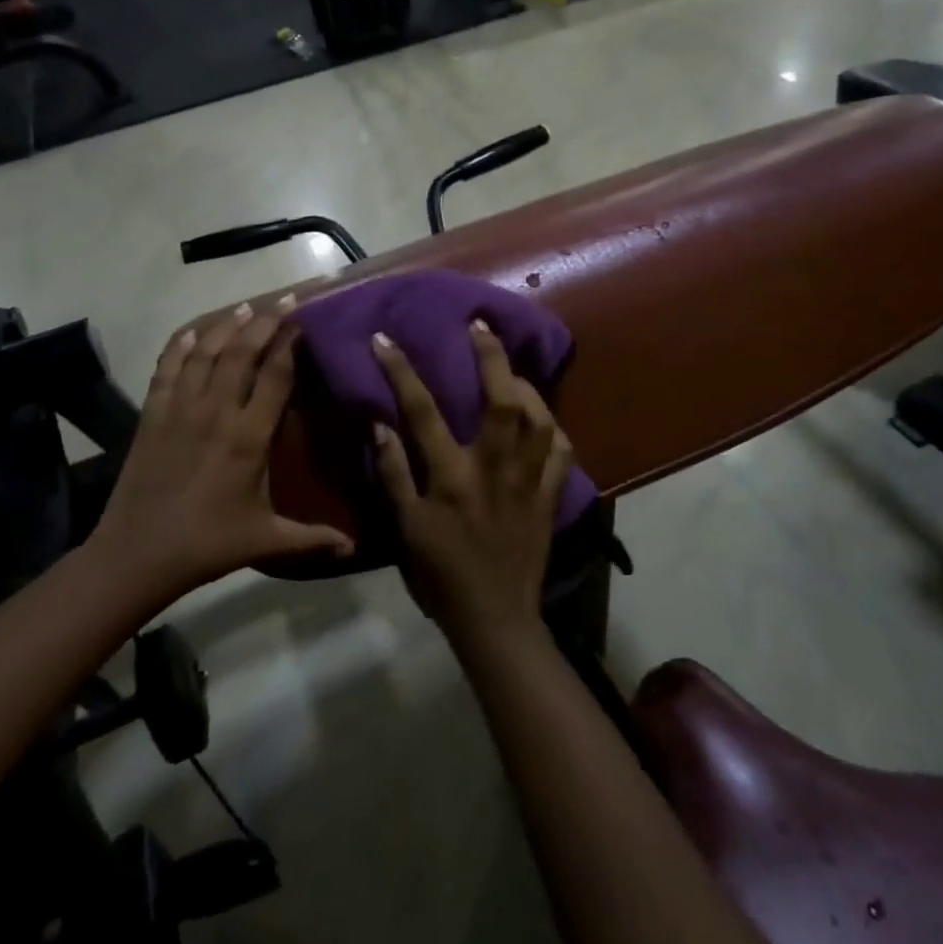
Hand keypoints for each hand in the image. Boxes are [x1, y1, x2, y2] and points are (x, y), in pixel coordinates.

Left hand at [98, 299, 352, 596]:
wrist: (138, 553)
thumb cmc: (208, 544)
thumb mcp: (266, 540)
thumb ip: (312, 538)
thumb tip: (354, 546)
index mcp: (249, 437)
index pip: (276, 377)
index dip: (290, 345)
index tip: (303, 323)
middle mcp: (217, 412)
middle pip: (242, 353)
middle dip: (264, 322)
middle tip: (283, 300)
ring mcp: (180, 410)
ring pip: (205, 354)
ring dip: (226, 327)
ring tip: (245, 308)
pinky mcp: (152, 416)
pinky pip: (167, 371)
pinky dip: (178, 348)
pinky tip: (189, 333)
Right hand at [371, 321, 575, 642]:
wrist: (494, 618)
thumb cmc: (441, 574)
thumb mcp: (405, 528)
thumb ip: (394, 473)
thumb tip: (381, 424)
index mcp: (452, 476)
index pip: (422, 411)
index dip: (401, 371)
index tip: (386, 339)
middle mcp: (494, 468)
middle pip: (502, 400)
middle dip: (491, 356)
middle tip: (481, 325)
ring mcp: (528, 481)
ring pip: (540, 419)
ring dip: (527, 385)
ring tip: (512, 368)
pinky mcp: (549, 497)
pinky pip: (562, 452)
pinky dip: (554, 427)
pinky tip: (542, 418)